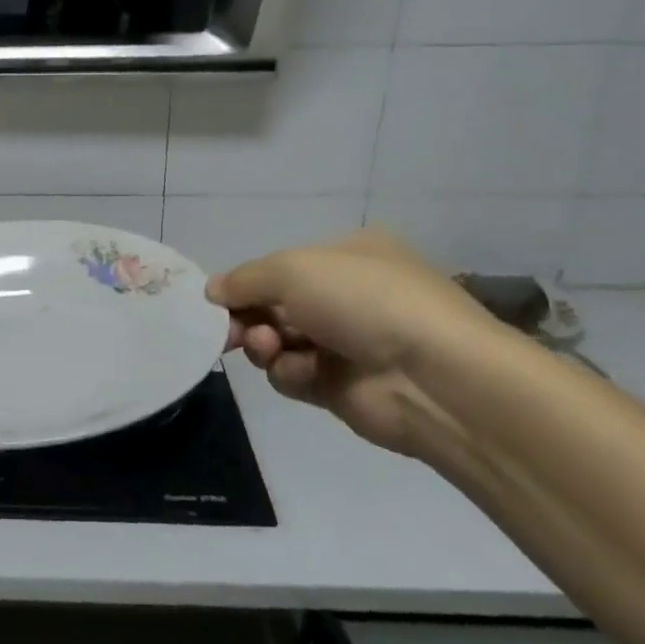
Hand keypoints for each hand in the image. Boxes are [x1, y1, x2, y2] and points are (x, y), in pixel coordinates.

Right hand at [206, 230, 493, 456]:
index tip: (218, 300)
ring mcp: (346, 343)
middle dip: (249, 316)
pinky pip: (294, 375)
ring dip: (264, 344)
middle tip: (230, 331)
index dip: (247, 283)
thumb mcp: (292, 269)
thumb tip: (211, 291)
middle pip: (275, 305)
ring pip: (278, 341)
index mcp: (348, 256)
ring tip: (268, 347)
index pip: (282, 267)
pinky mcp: (342, 387)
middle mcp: (348, 296)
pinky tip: (303, 371)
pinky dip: (289, 372)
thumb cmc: (363, 300)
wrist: (433, 376)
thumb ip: (244, 279)